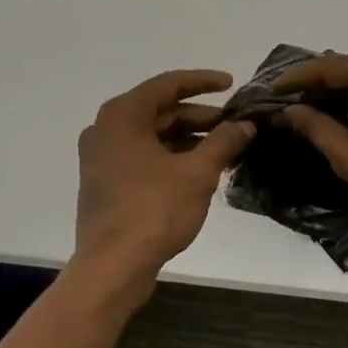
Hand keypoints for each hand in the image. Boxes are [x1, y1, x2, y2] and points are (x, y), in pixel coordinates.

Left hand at [71, 69, 255, 307]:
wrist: (112, 266)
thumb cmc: (153, 210)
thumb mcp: (197, 173)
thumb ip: (223, 142)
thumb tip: (246, 125)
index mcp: (123, 115)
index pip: (168, 85)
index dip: (203, 82)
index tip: (233, 84)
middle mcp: (106, 128)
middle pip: (160, 111)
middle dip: (200, 116)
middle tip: (236, 123)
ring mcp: (101, 156)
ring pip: (153, 136)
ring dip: (189, 139)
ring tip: (227, 148)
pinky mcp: (104, 180)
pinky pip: (143, 156)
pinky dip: (171, 157)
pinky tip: (201, 169)